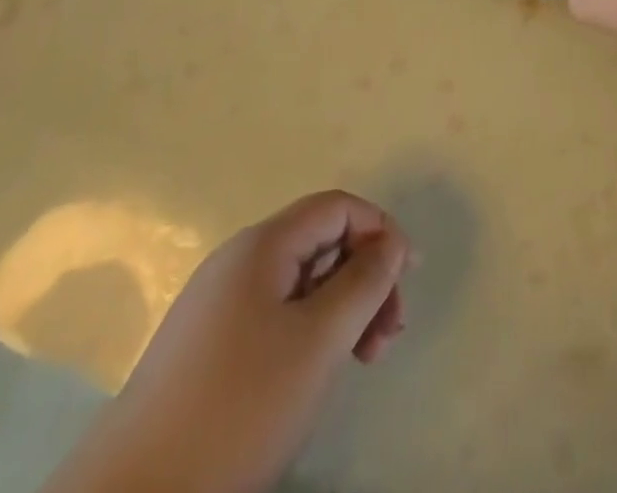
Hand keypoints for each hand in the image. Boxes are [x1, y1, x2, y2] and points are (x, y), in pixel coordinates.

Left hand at [51, 191, 408, 492]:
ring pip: (300, 283)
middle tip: (388, 336)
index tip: (409, 279)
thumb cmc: (238, 409)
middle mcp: (238, 261)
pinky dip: (310, 332)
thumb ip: (364, 282)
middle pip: (320, 243)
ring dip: (342, 309)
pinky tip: (319, 374)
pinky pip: (275, 315)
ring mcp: (217, 304)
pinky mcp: (206, 347)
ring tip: (364, 360)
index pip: (336, 207)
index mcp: (262, 245)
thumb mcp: (318, 341)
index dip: (380, 230)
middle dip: (364, 278)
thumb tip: (391, 242)